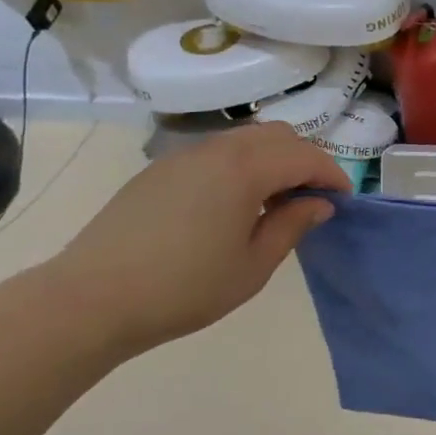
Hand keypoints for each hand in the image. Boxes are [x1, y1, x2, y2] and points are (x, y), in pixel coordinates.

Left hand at [37, 124, 349, 358]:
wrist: (90, 299)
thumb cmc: (183, 288)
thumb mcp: (252, 266)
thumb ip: (292, 226)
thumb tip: (319, 204)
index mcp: (246, 168)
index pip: (306, 156)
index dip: (332, 175)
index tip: (344, 200)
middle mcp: (218, 149)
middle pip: (278, 135)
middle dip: (305, 160)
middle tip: (310, 199)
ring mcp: (184, 155)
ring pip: (246, 139)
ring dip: (272, 160)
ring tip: (273, 202)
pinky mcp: (160, 169)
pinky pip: (216, 152)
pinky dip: (241, 165)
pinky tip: (231, 205)